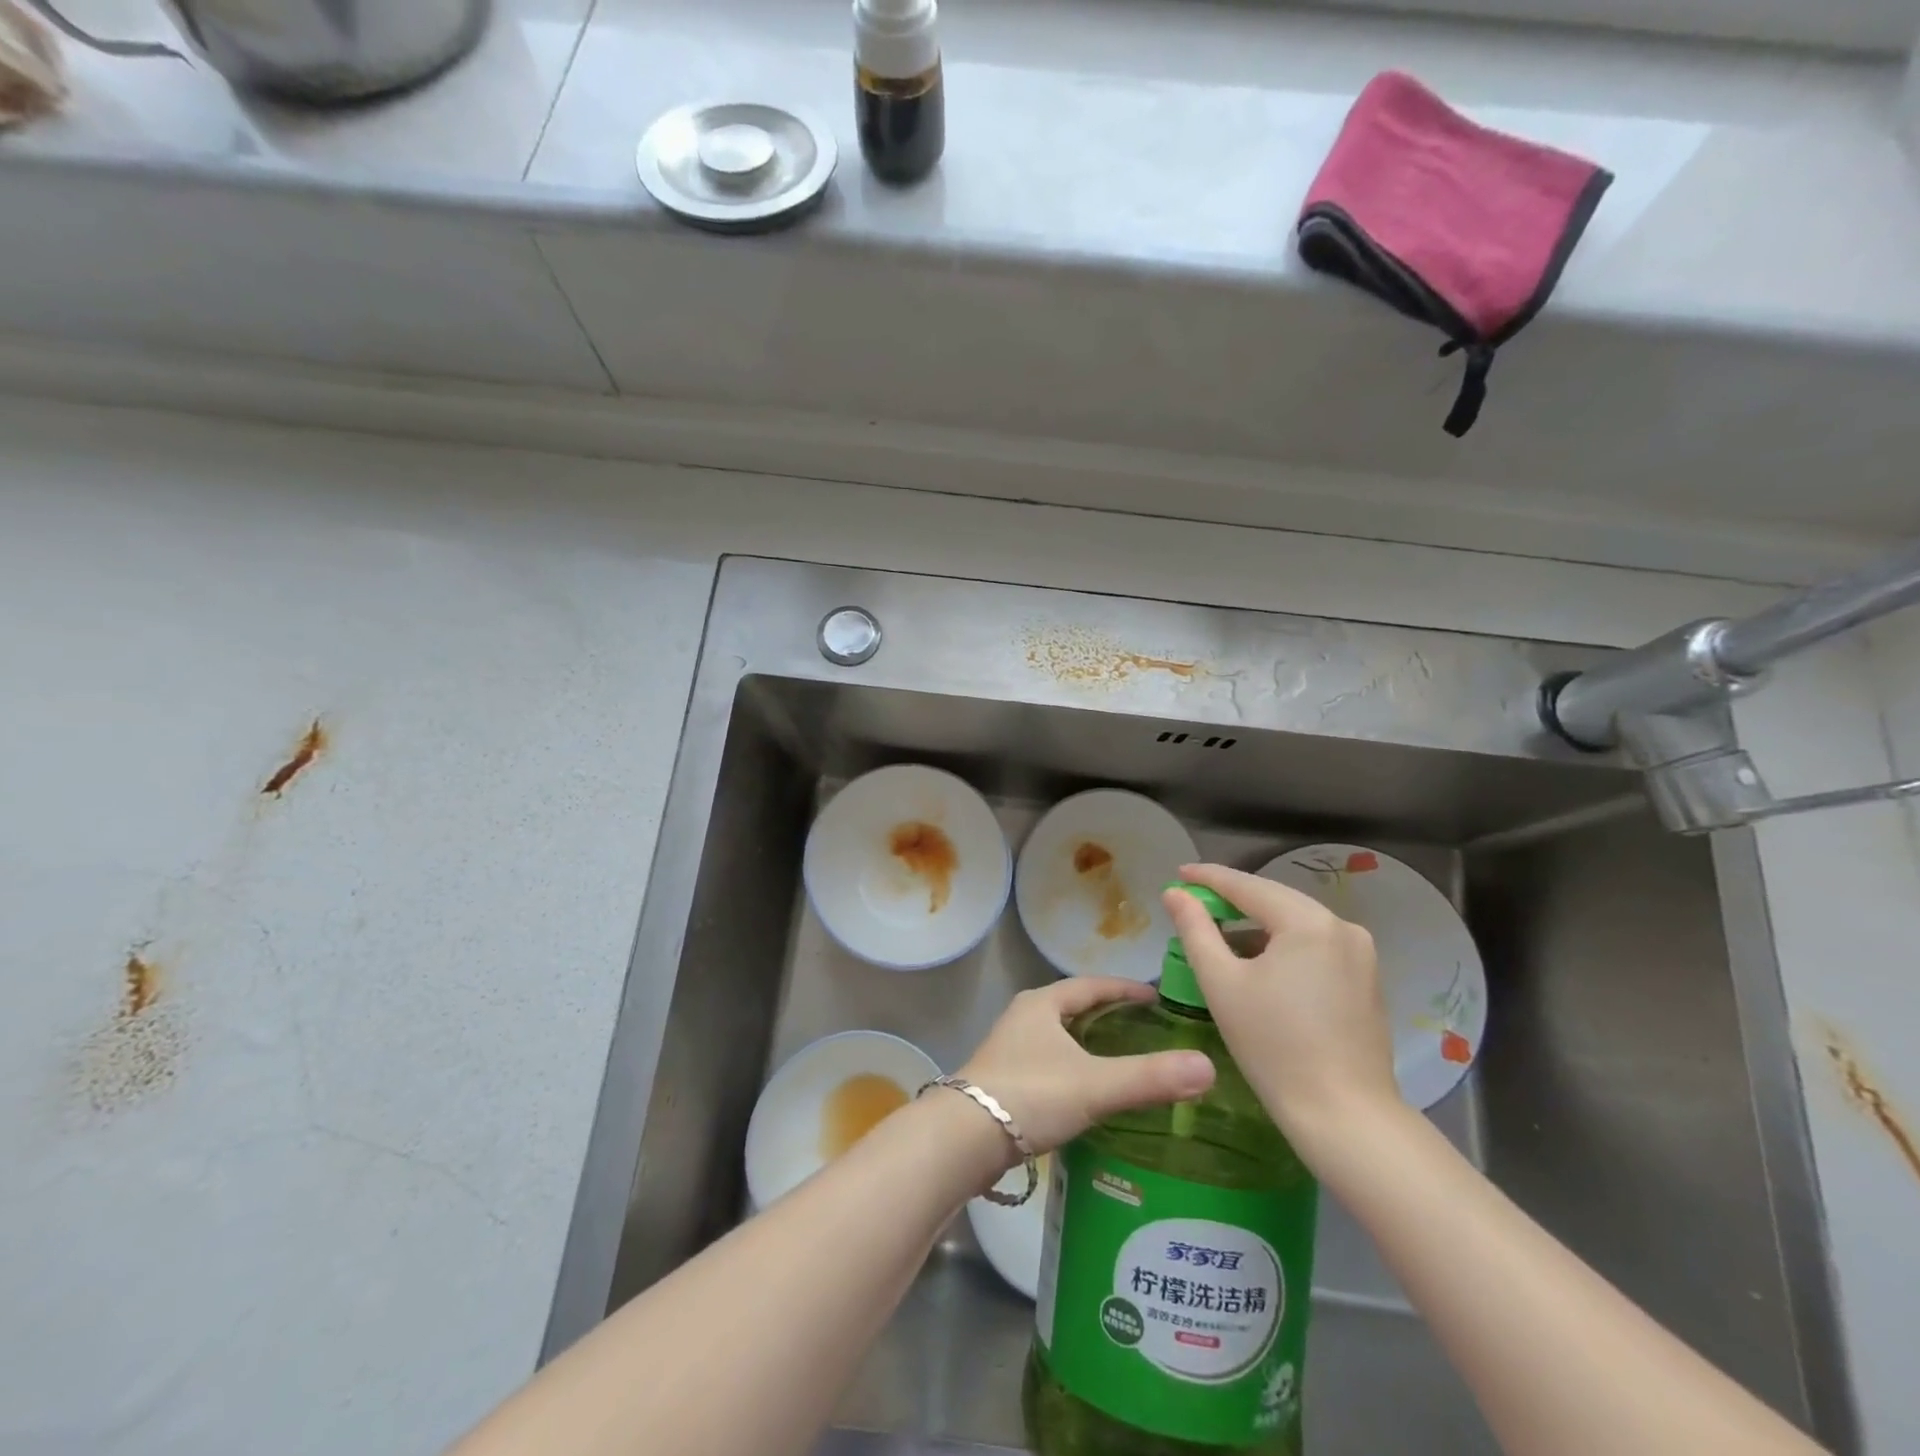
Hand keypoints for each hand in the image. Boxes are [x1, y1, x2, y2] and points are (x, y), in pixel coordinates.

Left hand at [958, 978, 1215, 1158]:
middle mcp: (1023, 1017)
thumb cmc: (1030, 1095)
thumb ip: (1149, 1077)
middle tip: (1148, 1029)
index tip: (1158, 998)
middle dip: (1108, 1015)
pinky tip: (1090, 1094)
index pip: (1091, 985)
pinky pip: (1050, 1064)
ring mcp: (1010, 1049)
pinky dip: (1075, 1069)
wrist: (963, 1138)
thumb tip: (1208, 1067)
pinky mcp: (1005, 1081)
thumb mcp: (1095, 1084)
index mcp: (1042, 1003)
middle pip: (1073, 1007)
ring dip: (1089, 1043)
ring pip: (1059, 1037)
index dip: (1125, 989)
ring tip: (1125, 1060)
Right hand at [1163, 863, 1399, 1153]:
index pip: (1248, 886)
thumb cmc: (1273, 1046)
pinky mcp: (1366, 979)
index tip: (1179, 873)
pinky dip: (1282, 946)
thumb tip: (1175, 894)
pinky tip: (1259, 964)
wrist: (1344, 1116)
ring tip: (1220, 936)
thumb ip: (1195, 930)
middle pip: (1275, 900)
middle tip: (1193, 902)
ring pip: (1296, 924)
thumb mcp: (1222, 983)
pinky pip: (1315, 946)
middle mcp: (1342, 927)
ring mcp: (1361, 954)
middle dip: (1233, 900)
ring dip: (1258, 925)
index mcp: (1308, 922)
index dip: (1209, 878)